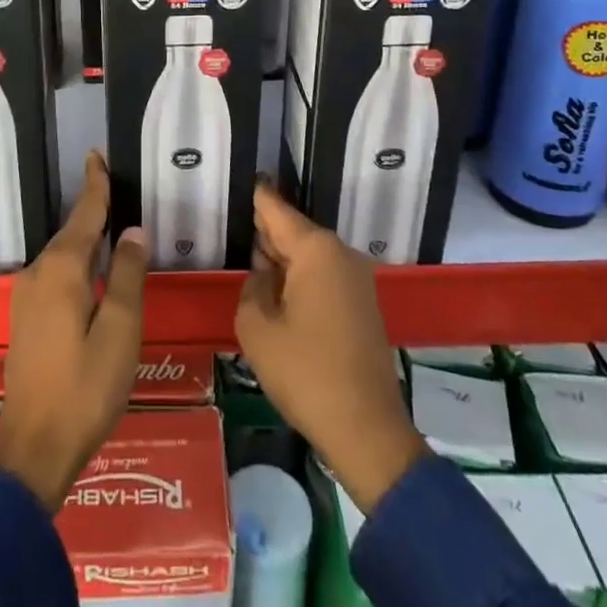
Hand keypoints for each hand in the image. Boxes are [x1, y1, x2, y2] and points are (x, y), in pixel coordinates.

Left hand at [0, 152, 147, 510]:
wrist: (33, 448)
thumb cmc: (85, 388)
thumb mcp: (119, 330)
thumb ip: (126, 275)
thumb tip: (132, 231)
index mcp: (62, 270)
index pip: (83, 214)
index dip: (95, 185)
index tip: (96, 154)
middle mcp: (38, 273)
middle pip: (72, 232)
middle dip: (93, 209)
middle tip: (116, 189)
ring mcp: (27, 297)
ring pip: (63, 255)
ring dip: (85, 238)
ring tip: (110, 225)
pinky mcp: (26, 318)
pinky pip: (56, 274)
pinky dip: (76, 262)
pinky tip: (91, 272)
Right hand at [235, 185, 426, 514]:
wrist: (366, 430)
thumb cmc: (305, 373)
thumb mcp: (257, 328)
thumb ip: (252, 288)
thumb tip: (264, 275)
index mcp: (316, 250)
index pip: (277, 210)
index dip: (259, 197)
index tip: (247, 177)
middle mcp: (340, 254)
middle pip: (295, 231)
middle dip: (268, 231)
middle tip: (239, 224)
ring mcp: (356, 280)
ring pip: (310, 256)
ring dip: (284, 259)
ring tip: (253, 259)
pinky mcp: (362, 305)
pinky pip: (324, 277)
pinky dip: (301, 279)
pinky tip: (279, 292)